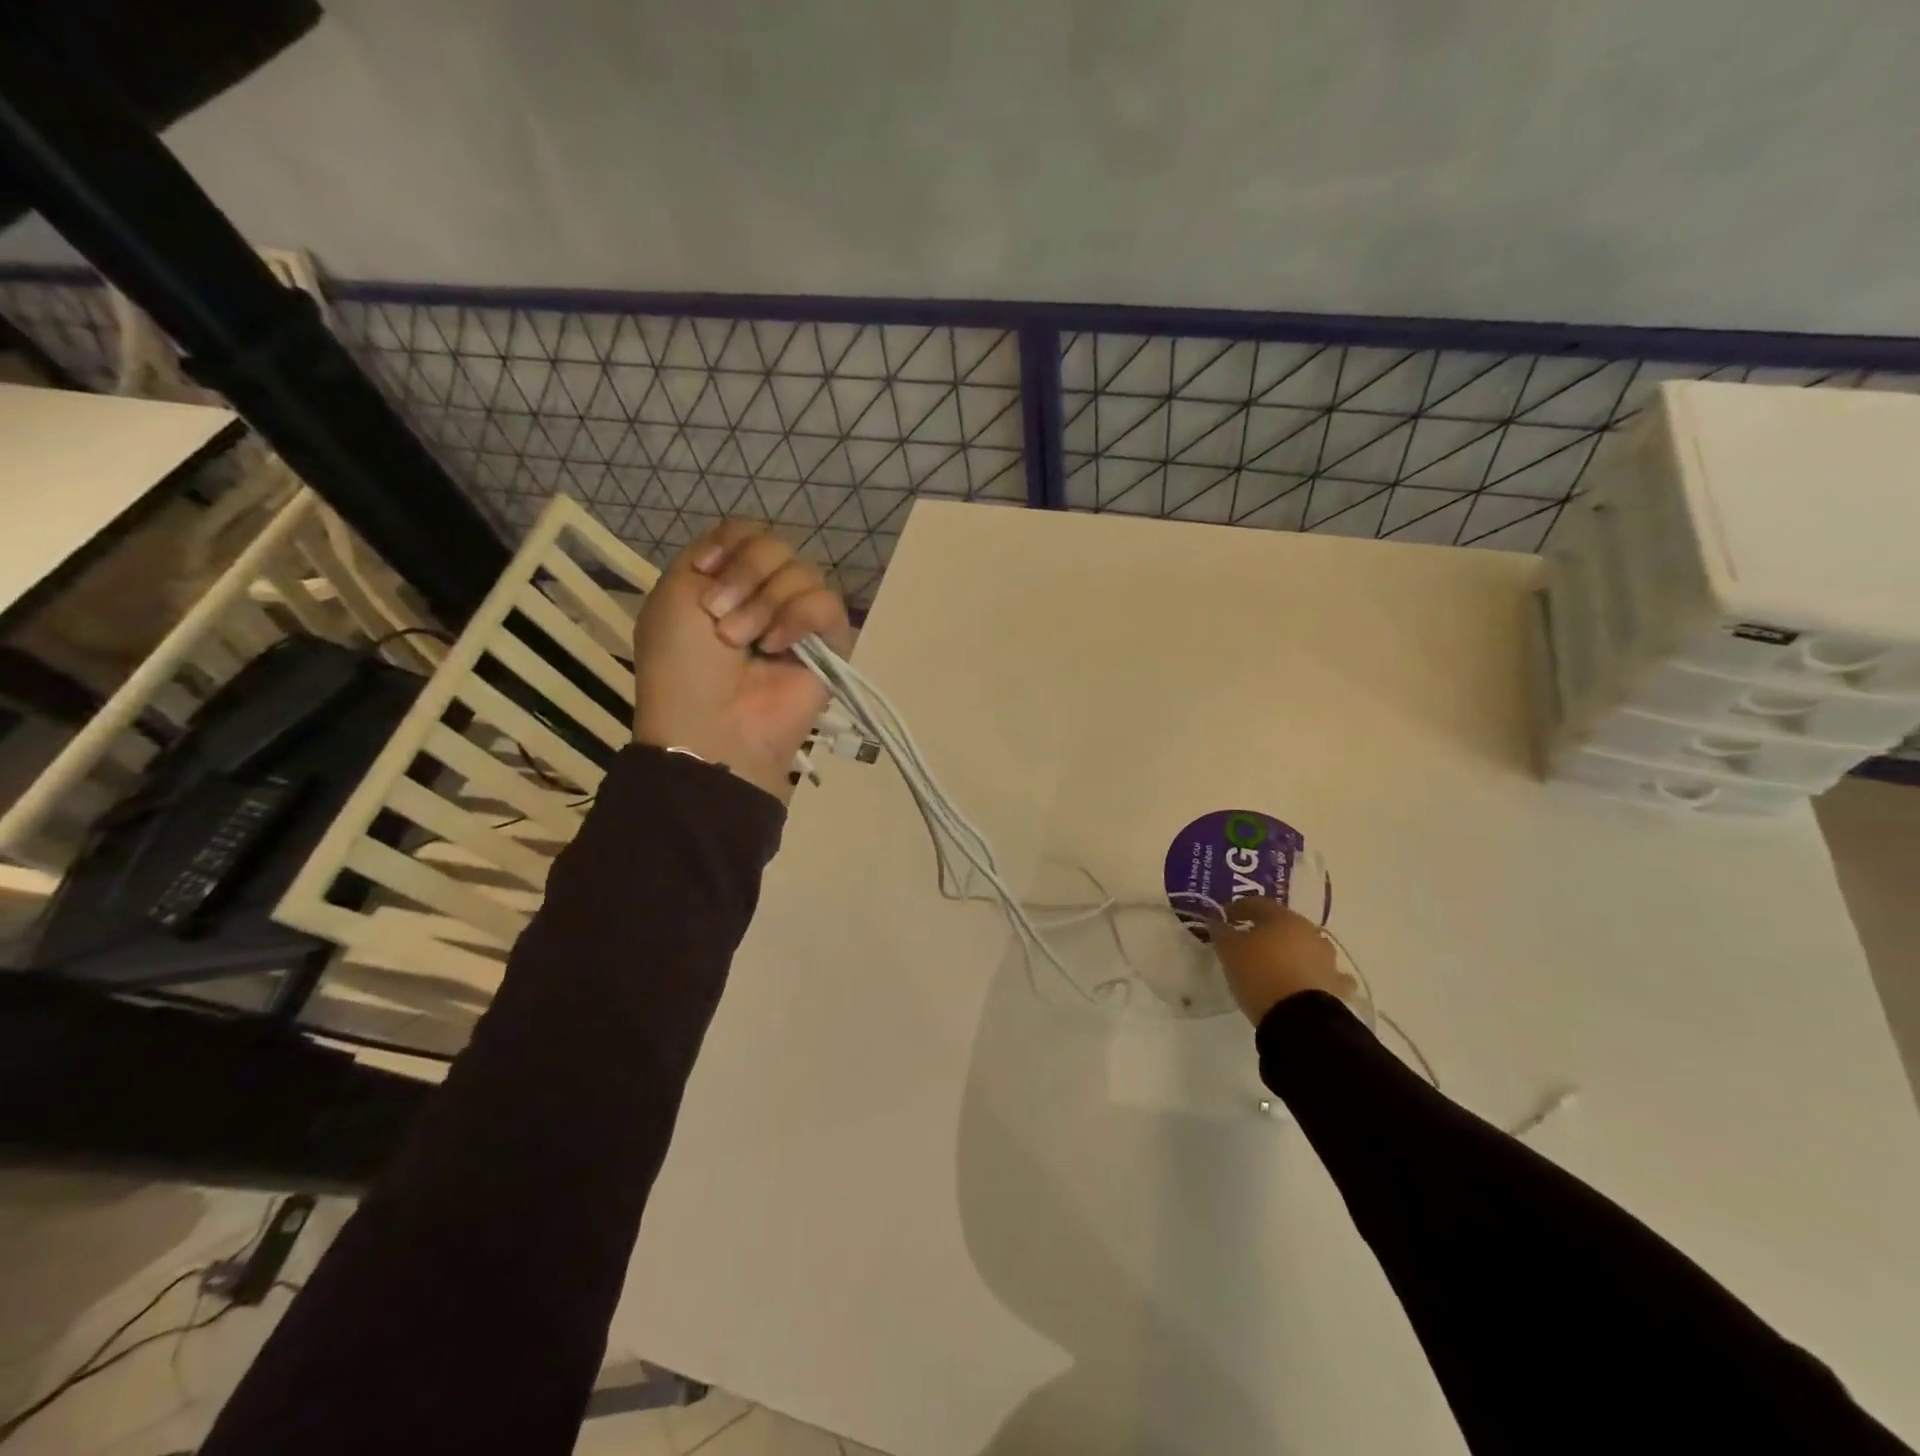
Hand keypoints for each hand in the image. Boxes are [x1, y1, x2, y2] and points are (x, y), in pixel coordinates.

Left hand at [631, 519, 852, 802]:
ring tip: (749, 643)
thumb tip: (747, 545)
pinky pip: (827, 603)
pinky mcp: (831, 644)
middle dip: (746, 576)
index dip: (732, 543)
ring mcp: (800, 619)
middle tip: (721, 620)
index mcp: (727, 580)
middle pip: (776, 545)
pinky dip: (800, 618)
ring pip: (803, 571)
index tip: (706, 571)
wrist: (711, 723)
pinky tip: (779, 646)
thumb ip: (710, 551)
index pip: (749, 531)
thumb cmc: (682, 665)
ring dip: (766, 604)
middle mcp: (766, 593)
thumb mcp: (673, 595)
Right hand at [1209, 896, 1356, 1024]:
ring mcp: (1327, 959)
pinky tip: (1306, 982)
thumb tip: (1217, 922)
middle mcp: (1309, 932)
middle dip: (1267, 929)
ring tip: (1276, 964)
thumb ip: (1222, 933)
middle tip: (1249, 940)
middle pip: (1285, 924)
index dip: (1239, 908)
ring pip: (1307, 947)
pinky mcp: (1338, 985)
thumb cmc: (1259, 975)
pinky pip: (1325, 974)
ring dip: (1293, 951)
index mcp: (1283, 918)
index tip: (1225, 917)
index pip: (1258, 904)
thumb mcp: (1229, 951)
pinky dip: (1315, 975)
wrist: (1300, 1018)